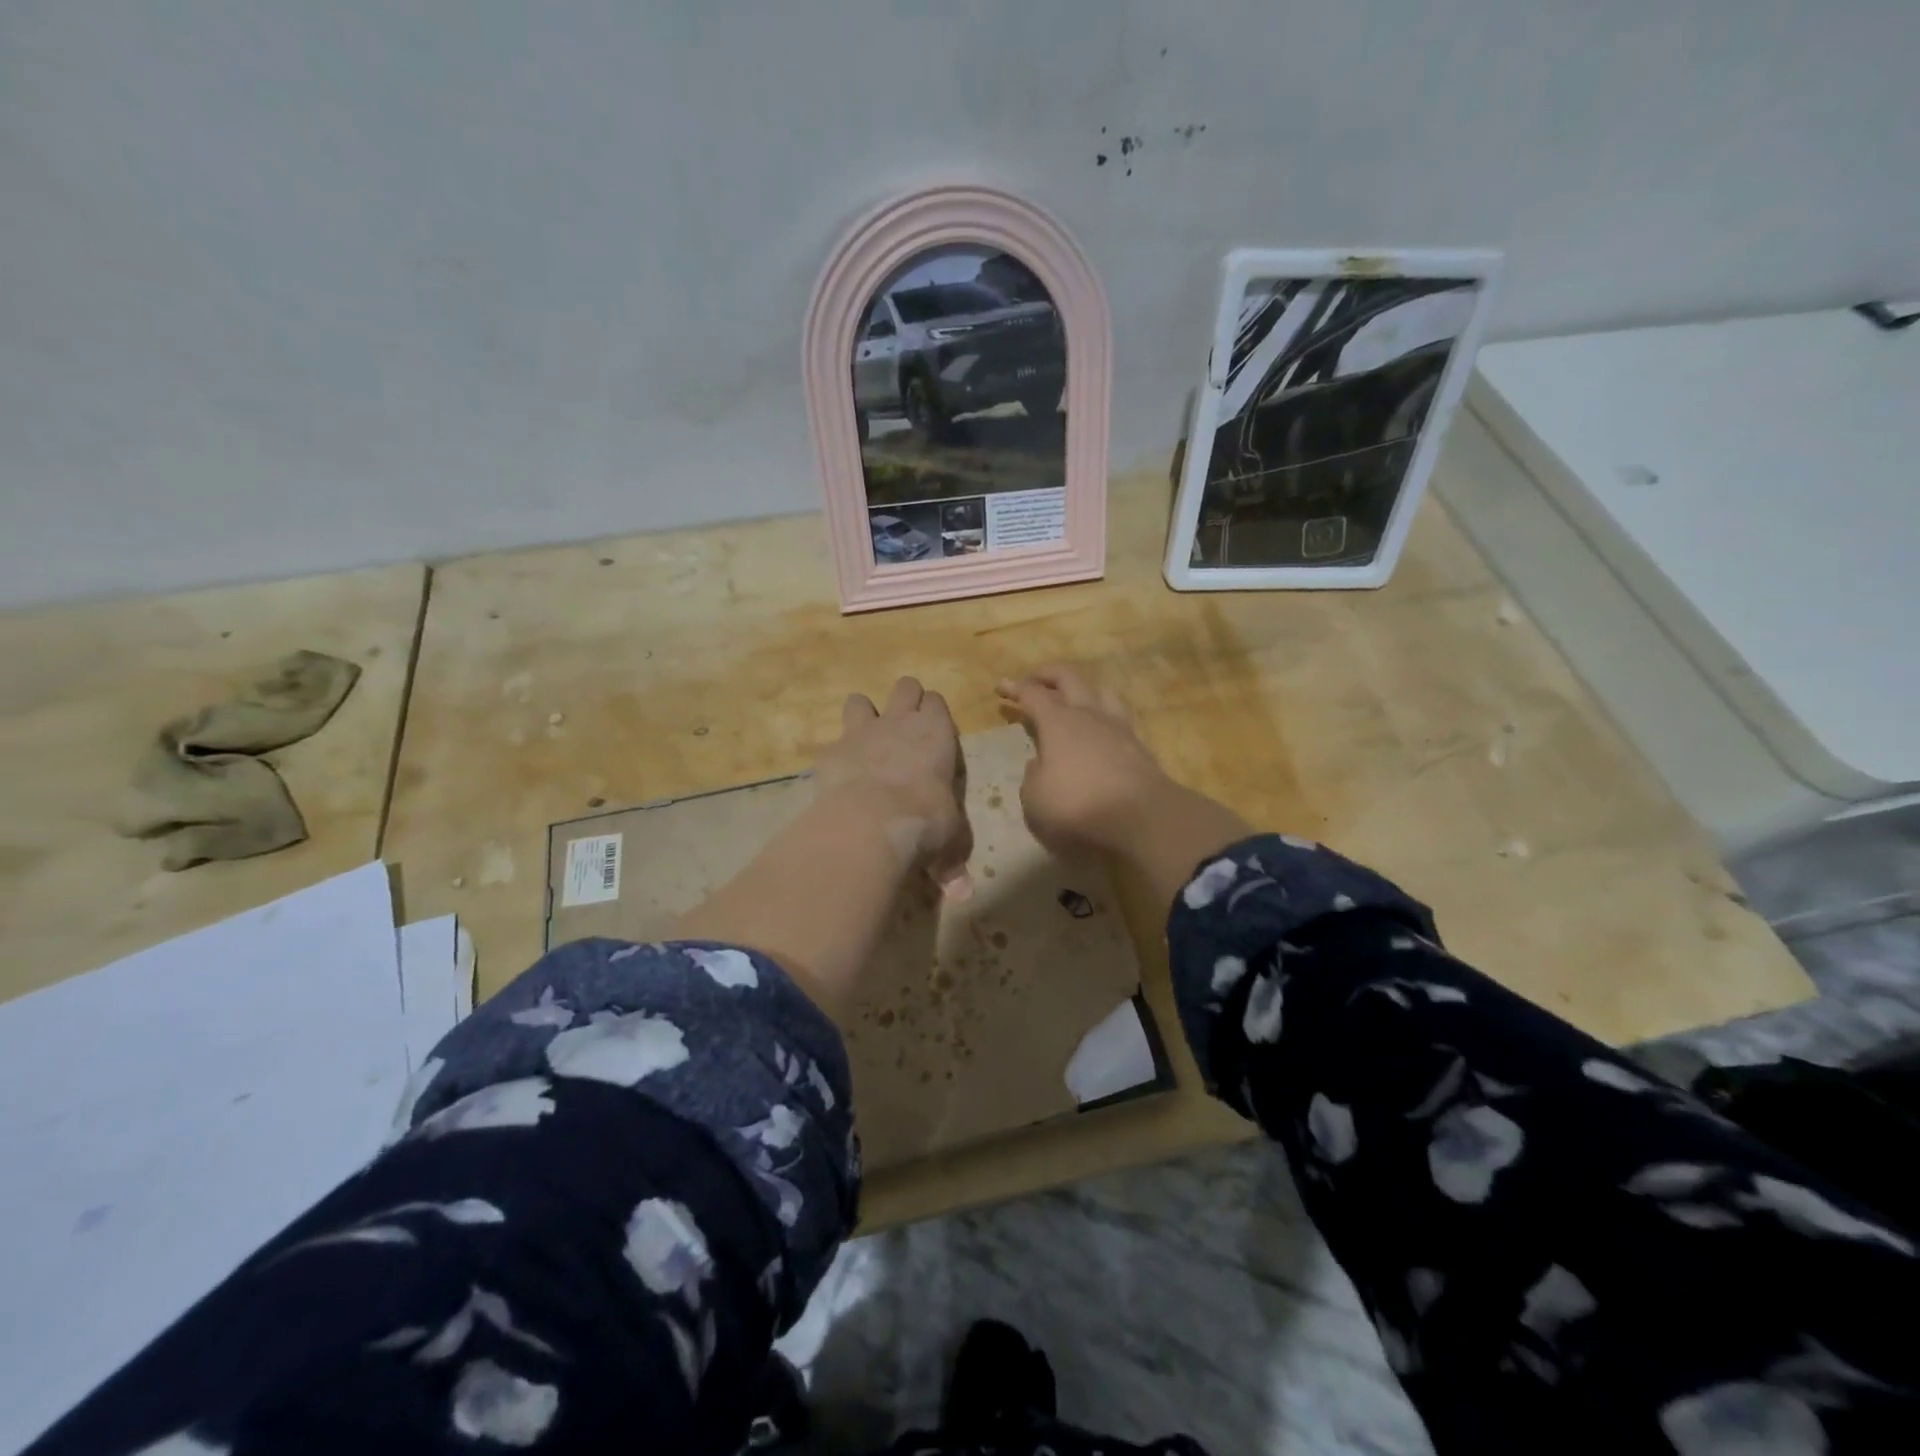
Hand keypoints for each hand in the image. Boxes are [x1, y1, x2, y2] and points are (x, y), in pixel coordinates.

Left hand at [816, 677, 973, 897]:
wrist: (872, 821)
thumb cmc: (925, 821)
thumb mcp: (949, 839)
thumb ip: (951, 859)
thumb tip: (962, 894)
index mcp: (937, 733)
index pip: (937, 702)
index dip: (933, 713)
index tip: (933, 733)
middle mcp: (900, 722)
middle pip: (905, 687)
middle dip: (904, 699)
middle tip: (903, 727)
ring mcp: (862, 731)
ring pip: (860, 700)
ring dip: (863, 715)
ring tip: (865, 740)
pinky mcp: (831, 750)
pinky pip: (832, 741)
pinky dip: (836, 754)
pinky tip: (837, 775)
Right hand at [996, 665, 1171, 856]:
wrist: (1142, 819)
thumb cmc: (1077, 807)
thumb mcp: (1035, 799)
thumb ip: (1032, 777)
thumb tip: (1038, 765)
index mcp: (1057, 722)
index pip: (1032, 694)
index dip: (1015, 688)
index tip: (1001, 687)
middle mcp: (1088, 716)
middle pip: (1069, 678)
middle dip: (1048, 675)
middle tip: (1033, 682)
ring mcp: (1118, 728)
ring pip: (1102, 692)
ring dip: (1084, 691)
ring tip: (1074, 701)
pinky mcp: (1140, 748)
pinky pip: (1119, 719)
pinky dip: (1105, 719)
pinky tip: (1101, 733)